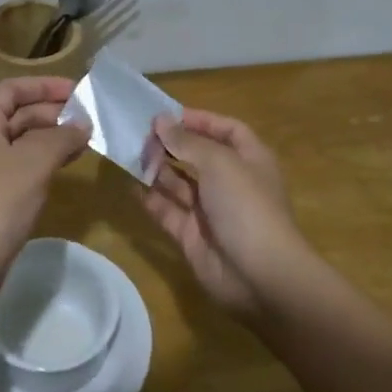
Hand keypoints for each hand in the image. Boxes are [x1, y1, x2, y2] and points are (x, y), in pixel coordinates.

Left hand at [0, 77, 90, 277]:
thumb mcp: (34, 160)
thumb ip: (61, 137)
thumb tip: (83, 125)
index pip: (12, 89)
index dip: (44, 85)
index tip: (77, 91)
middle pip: (18, 113)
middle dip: (53, 112)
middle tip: (89, 118)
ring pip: (23, 140)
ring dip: (53, 136)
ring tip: (87, 139)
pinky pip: (24, 164)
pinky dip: (46, 158)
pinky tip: (69, 162)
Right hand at [139, 108, 318, 320]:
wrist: (261, 276)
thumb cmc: (246, 207)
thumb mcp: (219, 164)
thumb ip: (187, 142)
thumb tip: (161, 121)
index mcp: (249, 160)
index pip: (227, 130)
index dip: (200, 120)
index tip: (167, 115)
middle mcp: (231, 182)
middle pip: (199, 156)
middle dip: (172, 144)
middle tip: (140, 136)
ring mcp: (211, 211)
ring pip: (180, 183)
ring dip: (158, 169)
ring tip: (131, 156)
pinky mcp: (192, 236)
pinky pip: (168, 211)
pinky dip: (151, 199)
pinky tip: (131, 186)